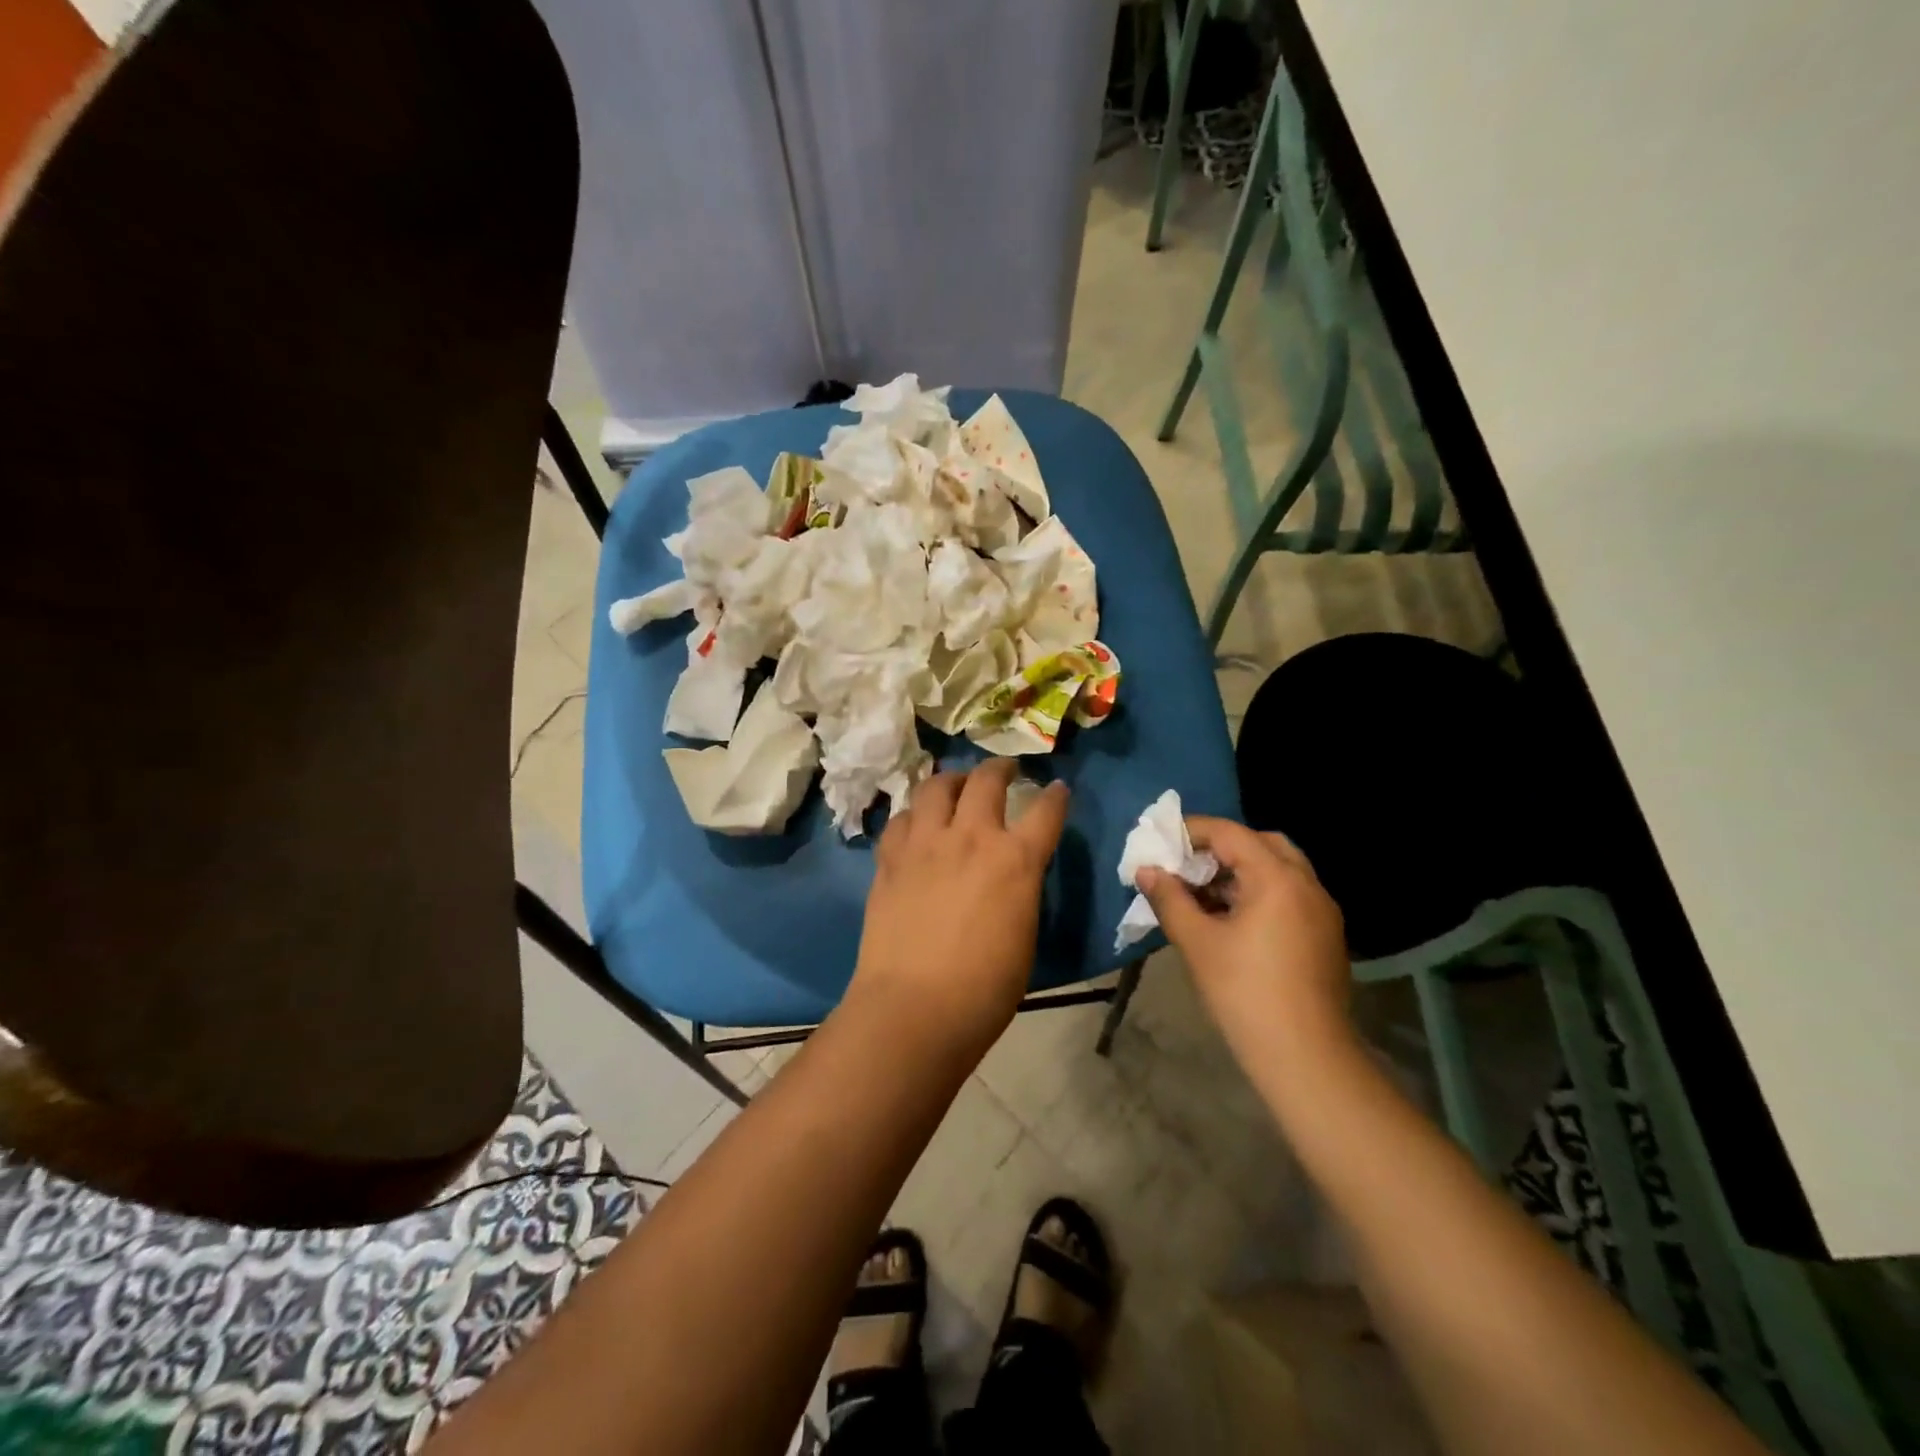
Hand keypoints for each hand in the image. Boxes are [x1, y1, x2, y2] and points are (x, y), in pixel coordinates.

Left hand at [849, 759, 1068, 1056]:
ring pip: (936, 787)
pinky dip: (914, 815)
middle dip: (1001, 768)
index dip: (1056, 796)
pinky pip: (902, 819)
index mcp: (1015, 860)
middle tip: (1005, 770)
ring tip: (956, 785)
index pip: (1046, 811)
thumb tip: (1013, 875)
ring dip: (952, 780)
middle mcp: (970, 838)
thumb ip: (1020, 890)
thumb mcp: (1023, 934)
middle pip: (986, 780)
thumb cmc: (984, 989)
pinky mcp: (890, 859)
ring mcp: (925, 844)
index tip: (1057, 788)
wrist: (914, 1008)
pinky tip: (917, 824)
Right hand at [1137, 817, 1353, 1072]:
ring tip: (1203, 893)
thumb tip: (1146, 870)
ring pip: (1279, 869)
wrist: (1305, 1057)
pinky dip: (1260, 891)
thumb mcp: (1197, 942)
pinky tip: (1232, 919)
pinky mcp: (1325, 935)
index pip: (1230, 833)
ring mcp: (1322, 910)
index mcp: (1276, 878)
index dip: (1192, 831)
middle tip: (1187, 865)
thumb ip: (1169, 898)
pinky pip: (1289, 894)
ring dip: (1241, 870)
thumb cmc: (1244, 993)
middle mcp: (1306, 884)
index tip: (1162, 842)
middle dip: (1221, 847)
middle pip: (1261, 843)